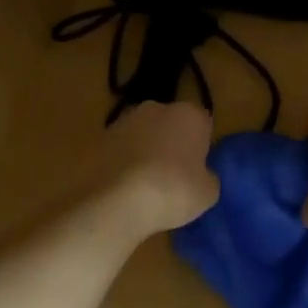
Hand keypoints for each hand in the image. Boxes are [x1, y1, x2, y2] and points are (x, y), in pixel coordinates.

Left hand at [96, 102, 218, 238]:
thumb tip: (201, 175)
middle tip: (172, 175)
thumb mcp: (208, 193)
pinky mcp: (100, 137)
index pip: (203, 124)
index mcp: (190, 115)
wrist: (117, 200)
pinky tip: (124, 185)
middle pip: (170, 123)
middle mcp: (157, 108)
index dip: (201, 146)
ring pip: (142, 133)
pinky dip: (123, 161)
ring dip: (145, 150)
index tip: (197, 168)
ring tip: (144, 183)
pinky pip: (120, 148)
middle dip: (171, 142)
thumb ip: (207, 177)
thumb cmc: (173, 191)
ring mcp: (124, 120)